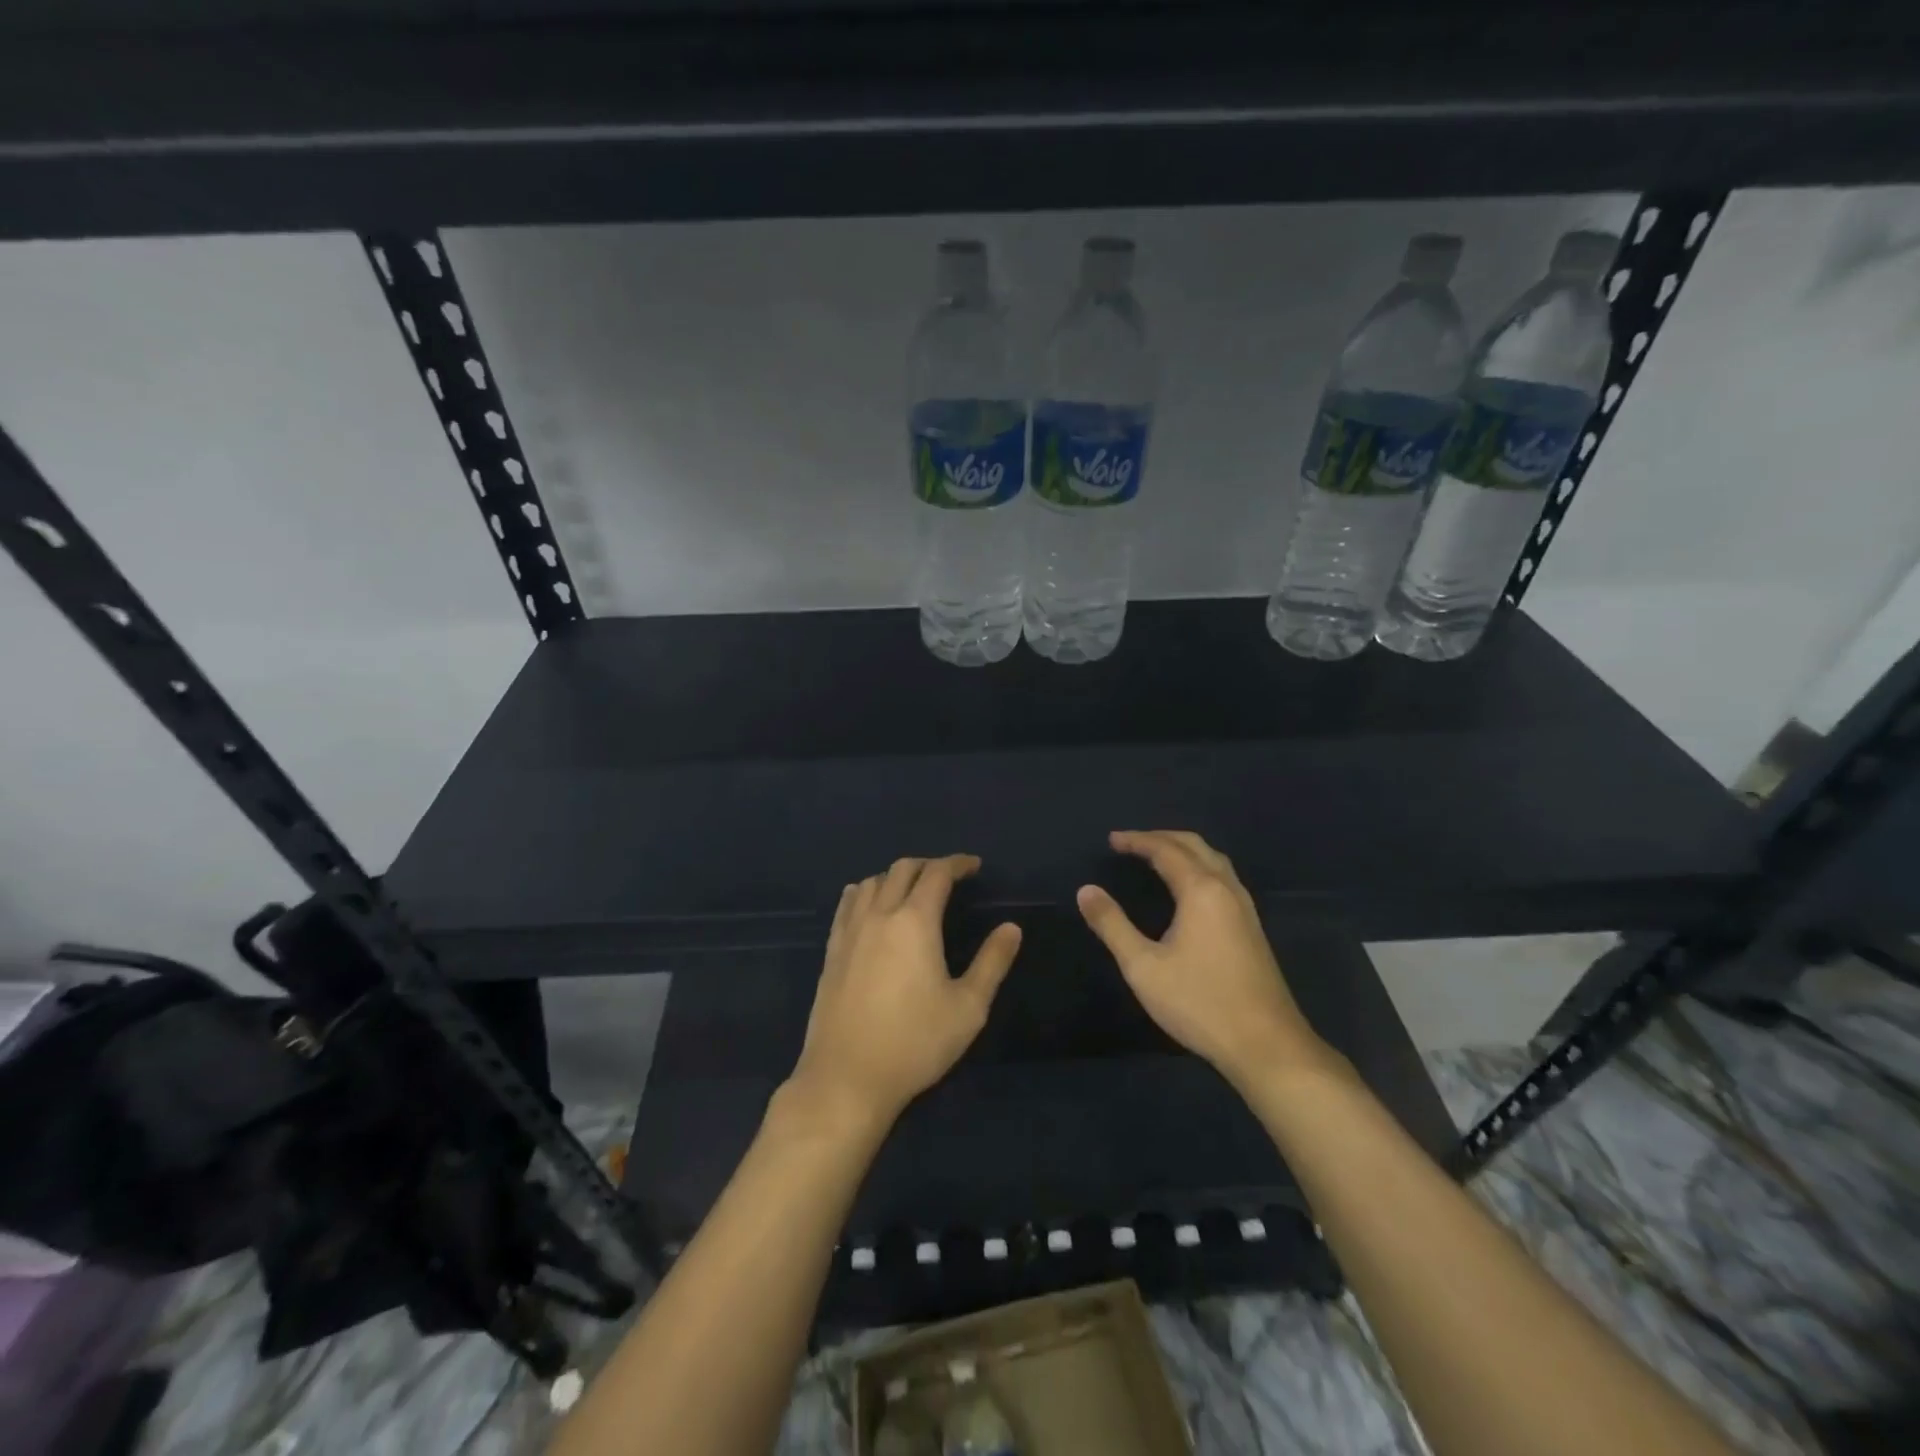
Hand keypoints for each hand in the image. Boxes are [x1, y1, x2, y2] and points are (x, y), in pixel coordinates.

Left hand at [789, 855, 1021, 1131]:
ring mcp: (850, 931)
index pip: (937, 874)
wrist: (847, 1077)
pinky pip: (848, 904)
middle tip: (948, 876)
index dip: (957, 863)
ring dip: (896, 876)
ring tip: (912, 889)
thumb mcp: (968, 1008)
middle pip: (902, 869)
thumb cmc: (915, 1043)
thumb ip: (992, 962)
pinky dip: (865, 891)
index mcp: (915, 922)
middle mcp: (880, 915)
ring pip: (872, 882)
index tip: (974, 866)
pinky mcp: (831, 950)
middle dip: (928, 865)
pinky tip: (871, 904)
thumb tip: (1011, 927)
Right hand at [1077, 830, 1334, 1088]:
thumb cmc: (1200, 1002)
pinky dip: (1199, 867)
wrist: (1266, 1045)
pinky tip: (1189, 888)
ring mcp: (1245, 908)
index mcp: (1201, 891)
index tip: (1111, 840)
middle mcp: (1227, 889)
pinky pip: (1223, 878)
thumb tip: (1086, 890)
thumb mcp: (1143, 967)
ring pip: (1214, 860)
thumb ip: (1112, 925)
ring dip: (1184, 850)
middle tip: (1131, 842)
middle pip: (1195, 846)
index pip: (1166, 850)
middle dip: (1161, 838)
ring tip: (1156, 856)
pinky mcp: (1252, 928)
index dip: (1137, 841)